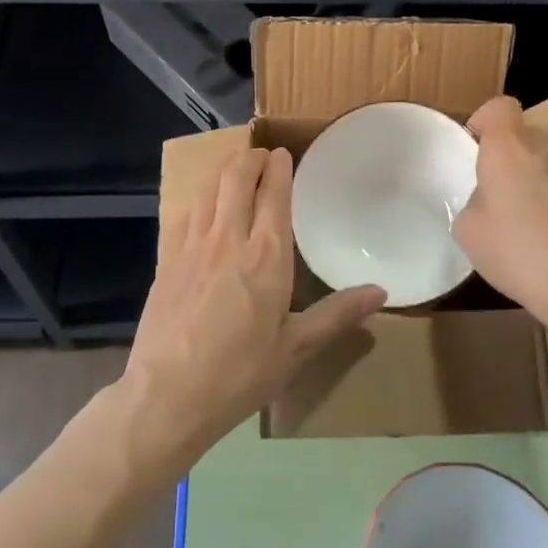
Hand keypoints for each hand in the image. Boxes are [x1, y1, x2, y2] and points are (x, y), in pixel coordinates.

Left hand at [122, 147, 384, 464]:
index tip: (283, 154)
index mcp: (266, 256)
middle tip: (260, 153)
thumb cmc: (240, 374)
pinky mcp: (166, 260)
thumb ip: (337, 315)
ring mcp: (192, 246)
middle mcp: (229, 239)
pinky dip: (198, 197)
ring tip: (234, 164)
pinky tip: (201, 202)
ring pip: (208, 190)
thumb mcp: (297, 349)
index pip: (274, 195)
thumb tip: (381, 291)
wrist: (167, 394)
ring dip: (223, 169)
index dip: (278, 168)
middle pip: (237, 179)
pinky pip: (184, 213)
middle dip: (250, 158)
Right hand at [453, 96, 547, 334]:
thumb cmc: (517, 252)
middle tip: (500, 195)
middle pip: (525, 137)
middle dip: (511, 158)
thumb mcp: (469, 230)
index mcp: (509, 147)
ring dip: (539, 179)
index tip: (477, 149)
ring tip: (532, 221)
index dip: (485, 121)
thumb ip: (475, 201)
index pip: (499, 106)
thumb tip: (489, 201)